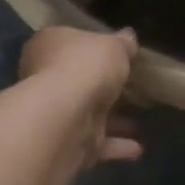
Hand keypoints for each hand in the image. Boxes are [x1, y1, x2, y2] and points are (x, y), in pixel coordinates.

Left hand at [18, 26, 142, 164]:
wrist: (68, 116)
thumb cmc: (86, 66)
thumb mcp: (114, 45)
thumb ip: (123, 43)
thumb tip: (128, 37)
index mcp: (48, 46)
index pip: (67, 41)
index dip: (89, 46)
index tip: (112, 52)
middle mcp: (44, 78)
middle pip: (77, 79)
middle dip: (101, 86)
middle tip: (130, 87)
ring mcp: (55, 113)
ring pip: (87, 114)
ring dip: (112, 120)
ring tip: (140, 119)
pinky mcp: (67, 143)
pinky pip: (96, 143)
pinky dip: (116, 145)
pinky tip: (139, 147)